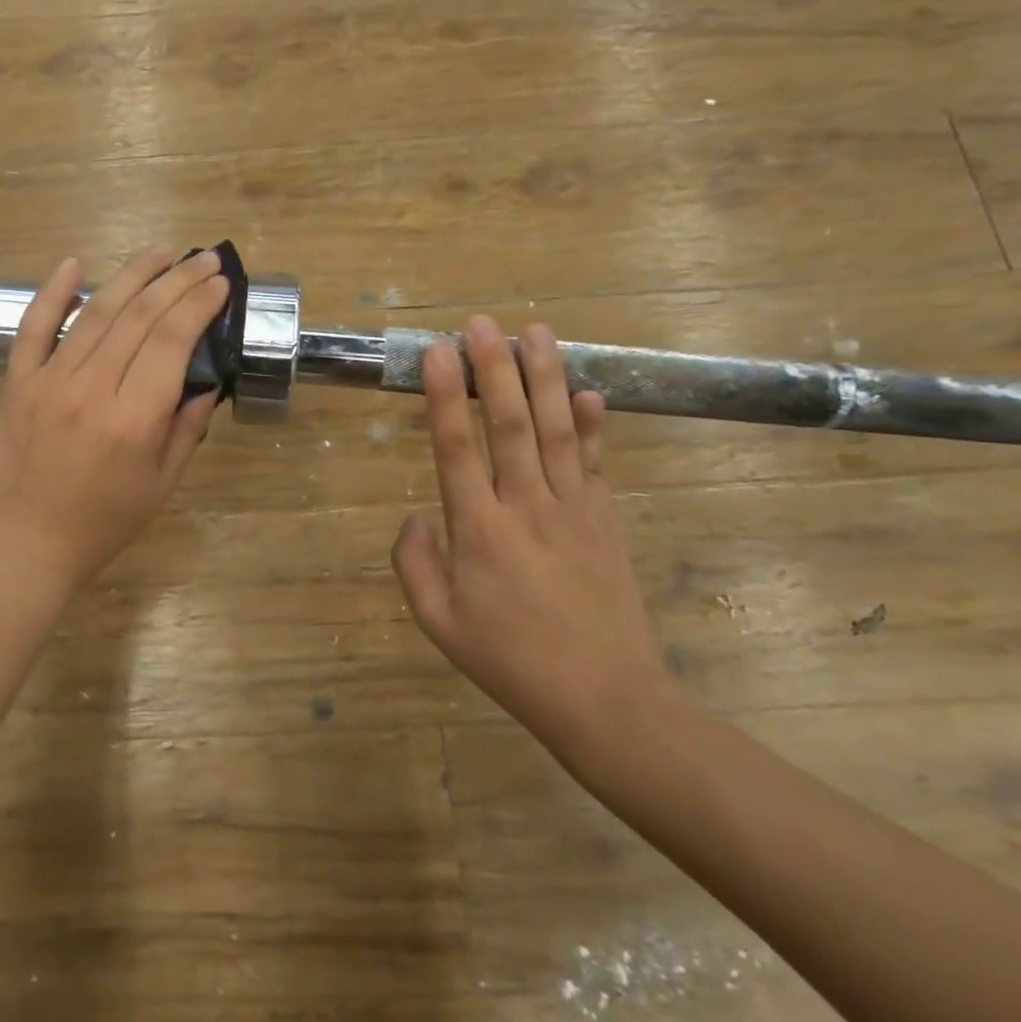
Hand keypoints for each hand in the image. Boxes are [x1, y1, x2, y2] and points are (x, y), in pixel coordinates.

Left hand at [0, 247, 228, 601]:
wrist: (24, 545)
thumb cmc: (102, 524)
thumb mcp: (161, 486)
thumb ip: (185, 429)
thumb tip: (204, 380)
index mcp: (133, 420)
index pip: (172, 341)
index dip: (198, 305)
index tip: (219, 284)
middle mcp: (92, 389)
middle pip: (139, 317)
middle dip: (177, 281)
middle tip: (203, 259)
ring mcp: (48, 381)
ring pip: (95, 313)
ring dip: (131, 275)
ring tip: (160, 252)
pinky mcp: (17, 382)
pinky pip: (33, 328)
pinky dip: (52, 293)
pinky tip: (74, 264)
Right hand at [391, 318, 678, 763]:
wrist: (606, 698)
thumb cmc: (511, 661)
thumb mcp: (439, 623)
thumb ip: (414, 564)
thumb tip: (416, 516)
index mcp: (479, 530)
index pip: (457, 447)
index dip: (446, 395)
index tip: (436, 351)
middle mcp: (526, 506)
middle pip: (511, 423)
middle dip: (494, 368)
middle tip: (481, 323)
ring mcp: (574, 509)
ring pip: (558, 429)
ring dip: (545, 377)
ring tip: (535, 332)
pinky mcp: (605, 520)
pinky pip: (597, 461)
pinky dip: (595, 424)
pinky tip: (590, 390)